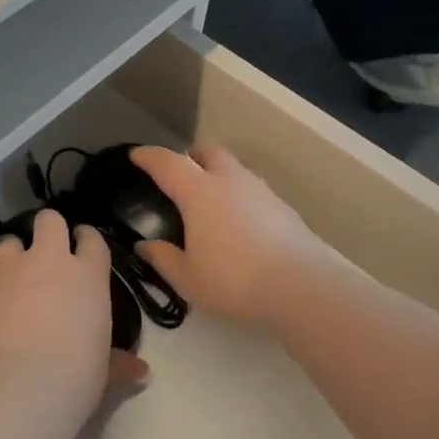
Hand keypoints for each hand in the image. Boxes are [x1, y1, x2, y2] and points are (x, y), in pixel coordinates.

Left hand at [0, 209, 146, 416]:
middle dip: (48, 229)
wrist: (14, 390)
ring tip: (15, 279)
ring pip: (8, 242)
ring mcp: (9, 274)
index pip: (92, 239)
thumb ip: (118, 362)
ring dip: (13, 254)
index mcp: (87, 276)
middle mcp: (48, 263)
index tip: (84, 246)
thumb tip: (141, 372)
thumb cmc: (74, 378)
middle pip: (48, 221)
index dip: (87, 239)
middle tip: (48, 252)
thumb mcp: (102, 371)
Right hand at [129, 144, 342, 329]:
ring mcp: (260, 190)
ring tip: (211, 198)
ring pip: (234, 168)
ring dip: (218, 173)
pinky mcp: (283, 206)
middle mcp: (229, 181)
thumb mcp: (188, 278)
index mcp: (198, 192)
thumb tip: (144, 246)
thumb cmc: (234, 280)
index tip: (137, 155)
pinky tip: (239, 220)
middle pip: (207, 151)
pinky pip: (252, 189)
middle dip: (190, 155)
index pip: (167, 163)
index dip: (149, 156)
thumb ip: (163, 258)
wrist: (302, 287)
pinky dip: (239, 194)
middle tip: (180, 171)